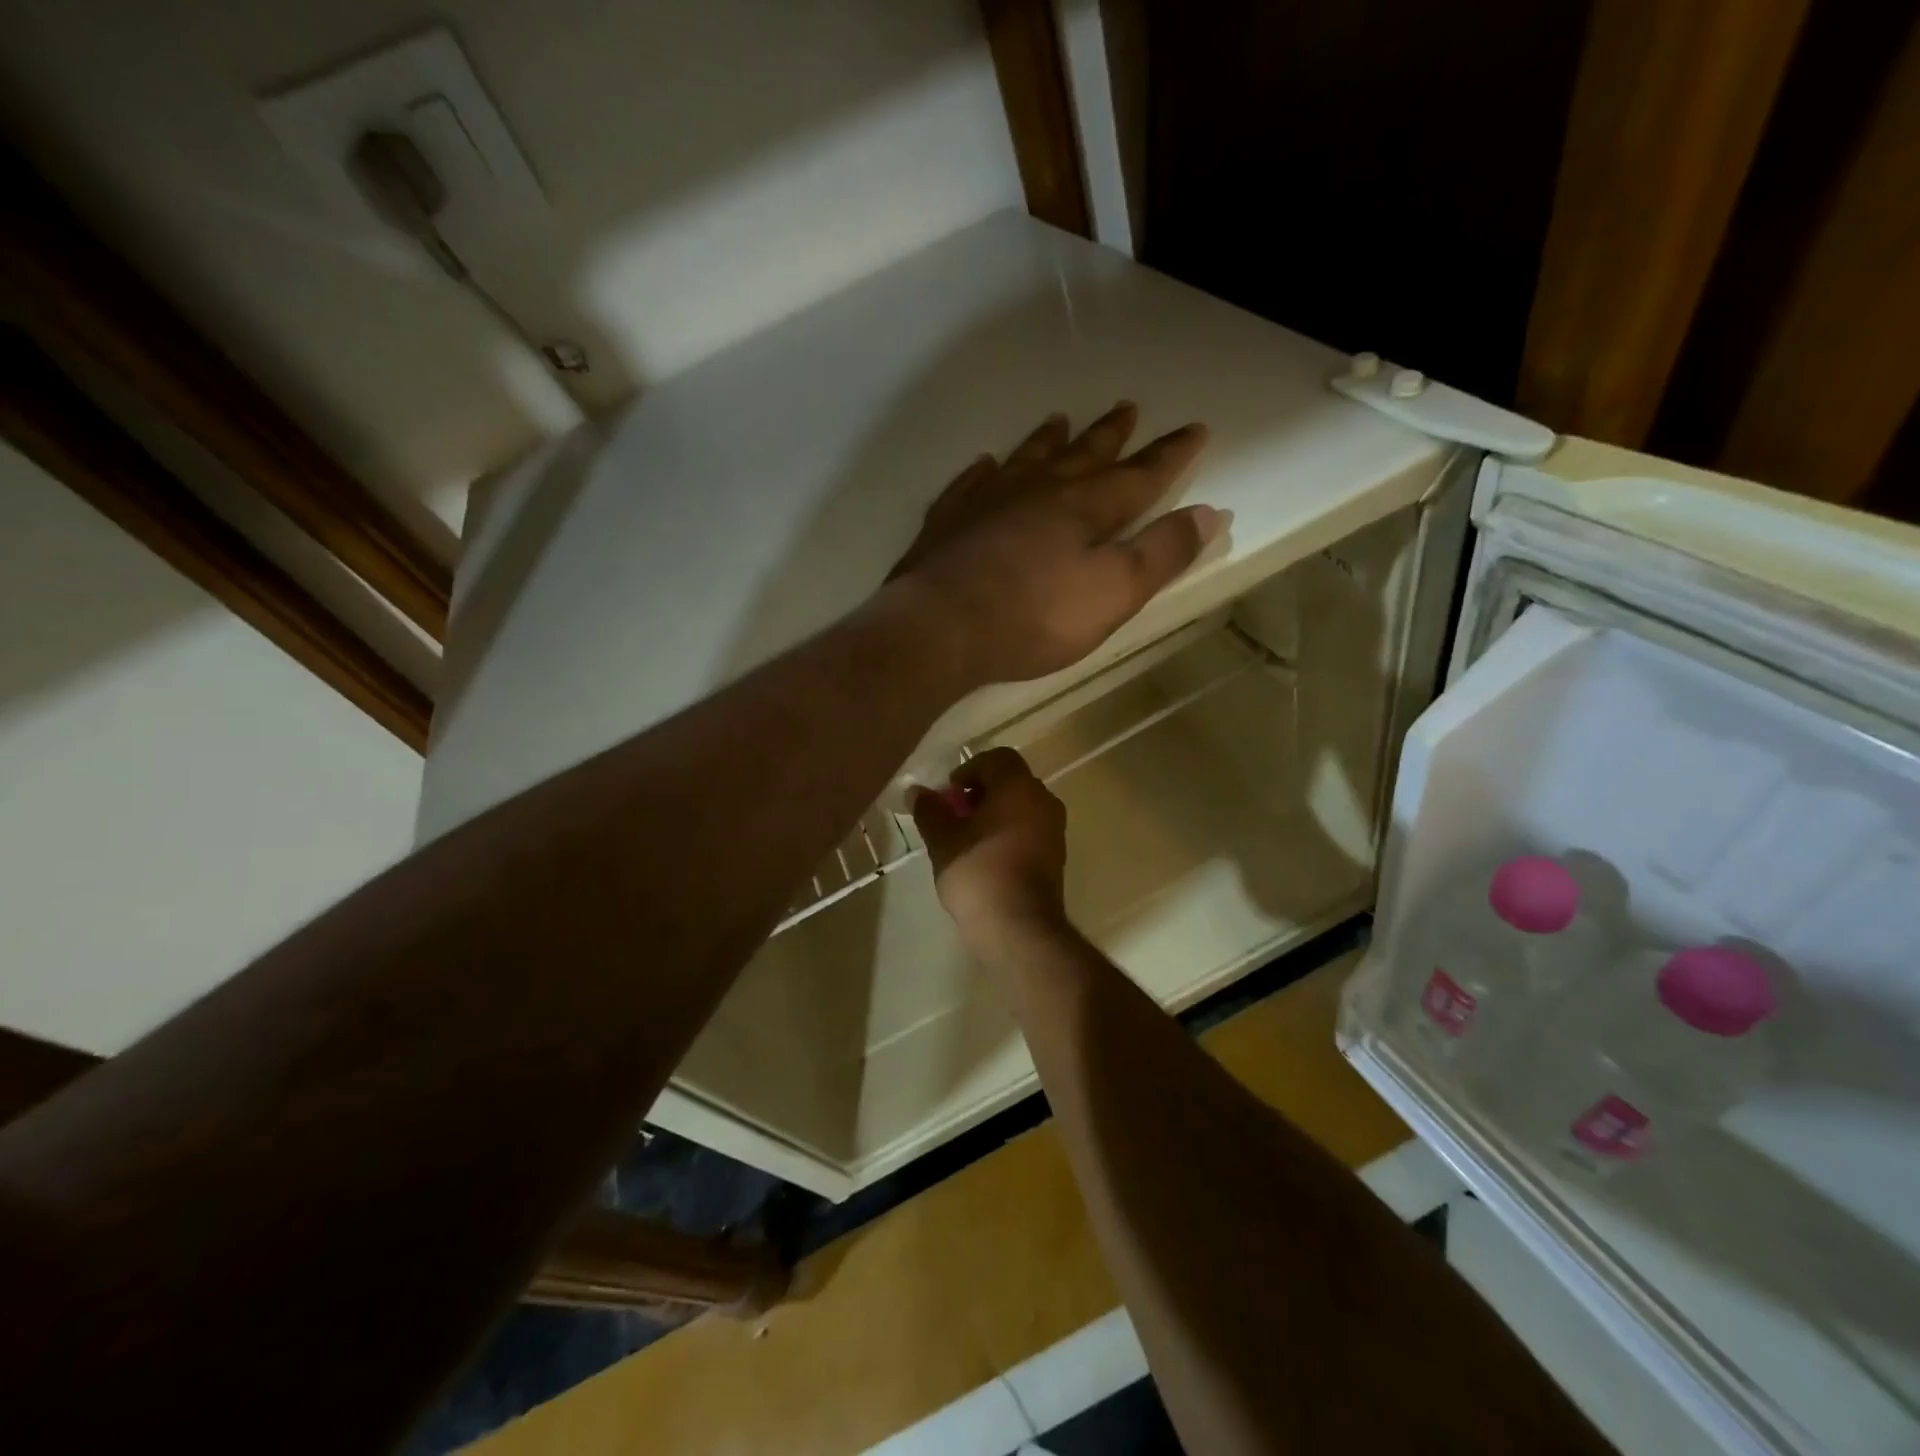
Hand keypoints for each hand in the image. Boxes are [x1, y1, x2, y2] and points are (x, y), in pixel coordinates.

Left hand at [886, 404, 1216, 687]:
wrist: (940, 627)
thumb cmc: (1033, 616)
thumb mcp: (1113, 593)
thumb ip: (1162, 554)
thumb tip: (1210, 514)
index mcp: (1084, 508)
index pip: (1139, 475)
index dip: (1170, 455)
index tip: (1194, 429)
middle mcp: (1038, 492)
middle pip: (1081, 456)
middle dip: (1109, 435)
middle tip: (1126, 407)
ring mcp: (987, 502)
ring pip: (1026, 460)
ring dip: (1047, 441)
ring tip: (1059, 420)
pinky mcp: (947, 522)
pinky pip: (969, 484)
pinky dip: (982, 472)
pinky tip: (985, 465)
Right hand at [913, 748, 1070, 959]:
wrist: (1020, 927)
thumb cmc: (978, 873)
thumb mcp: (943, 841)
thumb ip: (930, 810)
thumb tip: (916, 791)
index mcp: (1019, 787)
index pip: (998, 758)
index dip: (970, 769)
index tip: (950, 793)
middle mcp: (1043, 801)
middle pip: (1011, 782)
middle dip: (981, 792)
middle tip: (954, 814)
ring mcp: (1055, 830)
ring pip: (1022, 807)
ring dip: (995, 814)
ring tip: (966, 838)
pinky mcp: (1057, 856)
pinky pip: (1030, 830)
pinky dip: (1009, 833)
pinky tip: (986, 857)